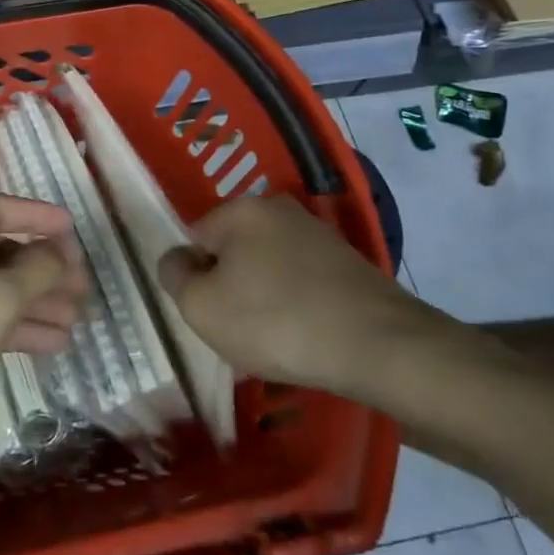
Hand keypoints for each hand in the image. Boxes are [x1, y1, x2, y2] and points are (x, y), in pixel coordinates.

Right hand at [157, 195, 494, 414]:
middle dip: (230, 284)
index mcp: (240, 209)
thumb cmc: (275, 322)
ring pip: (268, 264)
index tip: (211, 313)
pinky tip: (306, 332)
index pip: (194, 238)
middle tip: (240, 327)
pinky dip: (296, 301)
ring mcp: (318, 232)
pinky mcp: (348, 260)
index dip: (195, 279)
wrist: (379, 346)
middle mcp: (278, 208)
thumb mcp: (201, 307)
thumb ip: (174, 276)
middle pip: (233, 249)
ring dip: (264, 293)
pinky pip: (301, 278)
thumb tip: (177, 260)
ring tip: (276, 335)